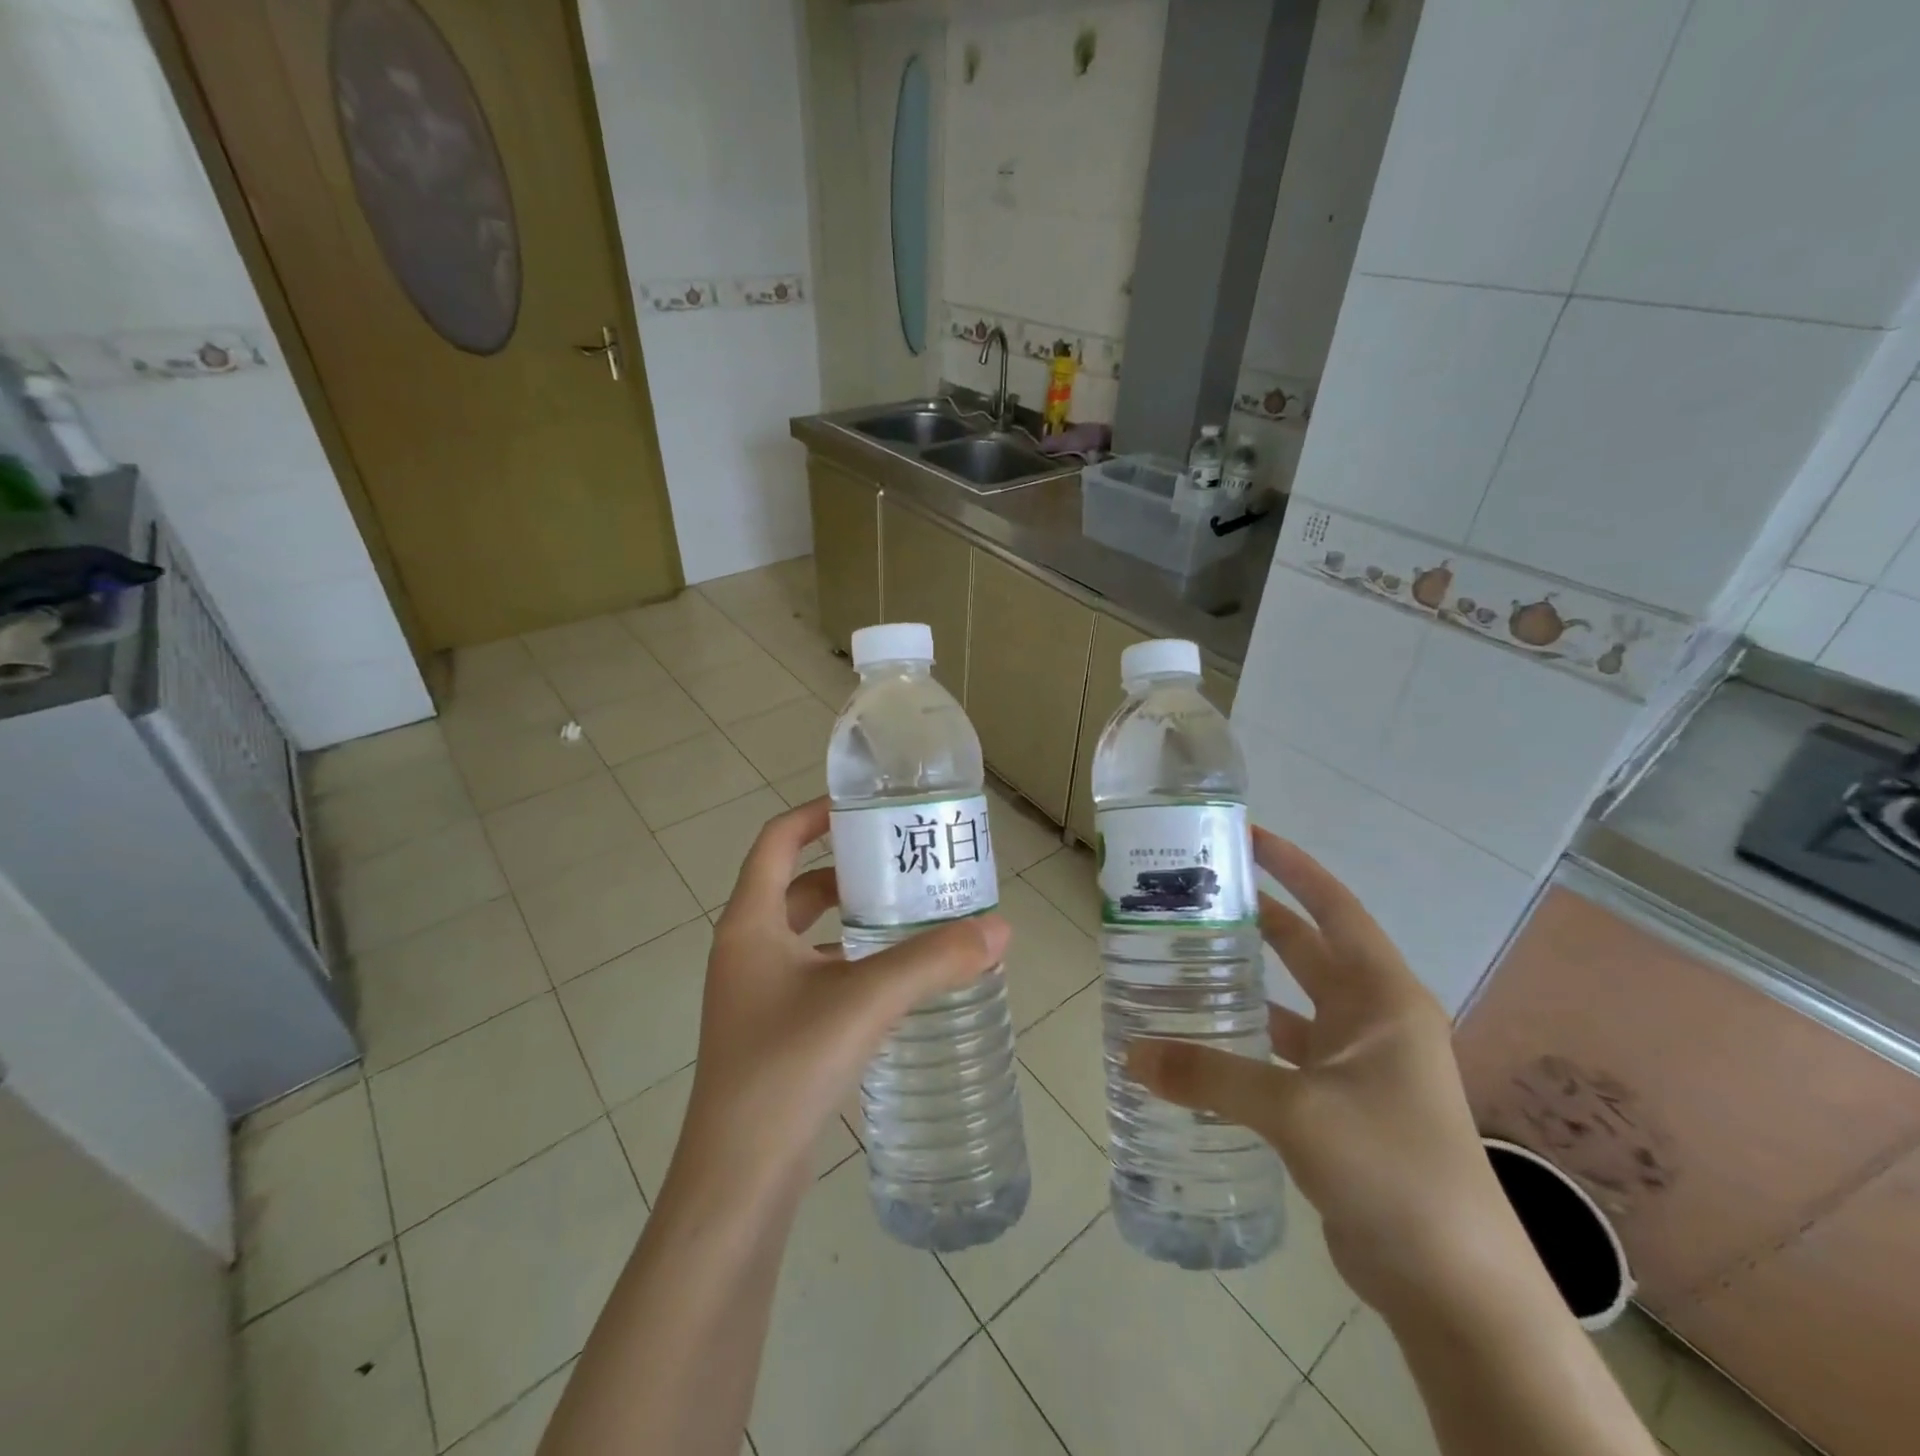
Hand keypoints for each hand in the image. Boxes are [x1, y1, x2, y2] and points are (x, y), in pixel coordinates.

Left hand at [671, 798, 1011, 1204]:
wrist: (737, 1183)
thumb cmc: (787, 1070)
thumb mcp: (865, 1002)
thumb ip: (933, 961)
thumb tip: (999, 929)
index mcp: (750, 924)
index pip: (777, 842)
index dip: (816, 814)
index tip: (866, 808)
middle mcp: (746, 950)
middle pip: (797, 886)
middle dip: (848, 870)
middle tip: (904, 863)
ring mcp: (755, 994)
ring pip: (807, 934)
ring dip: (852, 919)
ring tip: (910, 913)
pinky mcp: (772, 1031)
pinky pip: (815, 974)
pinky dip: (850, 962)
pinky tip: (895, 978)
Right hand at [1128, 829, 1512, 1319]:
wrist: (1454, 1285)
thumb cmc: (1393, 1169)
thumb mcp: (1297, 1112)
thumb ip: (1210, 1076)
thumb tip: (1132, 1054)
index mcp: (1381, 996)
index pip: (1334, 907)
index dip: (1292, 867)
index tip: (1245, 837)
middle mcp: (1372, 1018)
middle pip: (1306, 947)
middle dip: (1256, 917)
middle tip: (1194, 896)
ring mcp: (1358, 1063)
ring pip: (1290, 1000)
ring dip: (1246, 979)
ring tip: (1183, 958)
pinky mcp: (1340, 1103)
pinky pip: (1283, 1050)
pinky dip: (1246, 1038)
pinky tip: (1201, 1039)